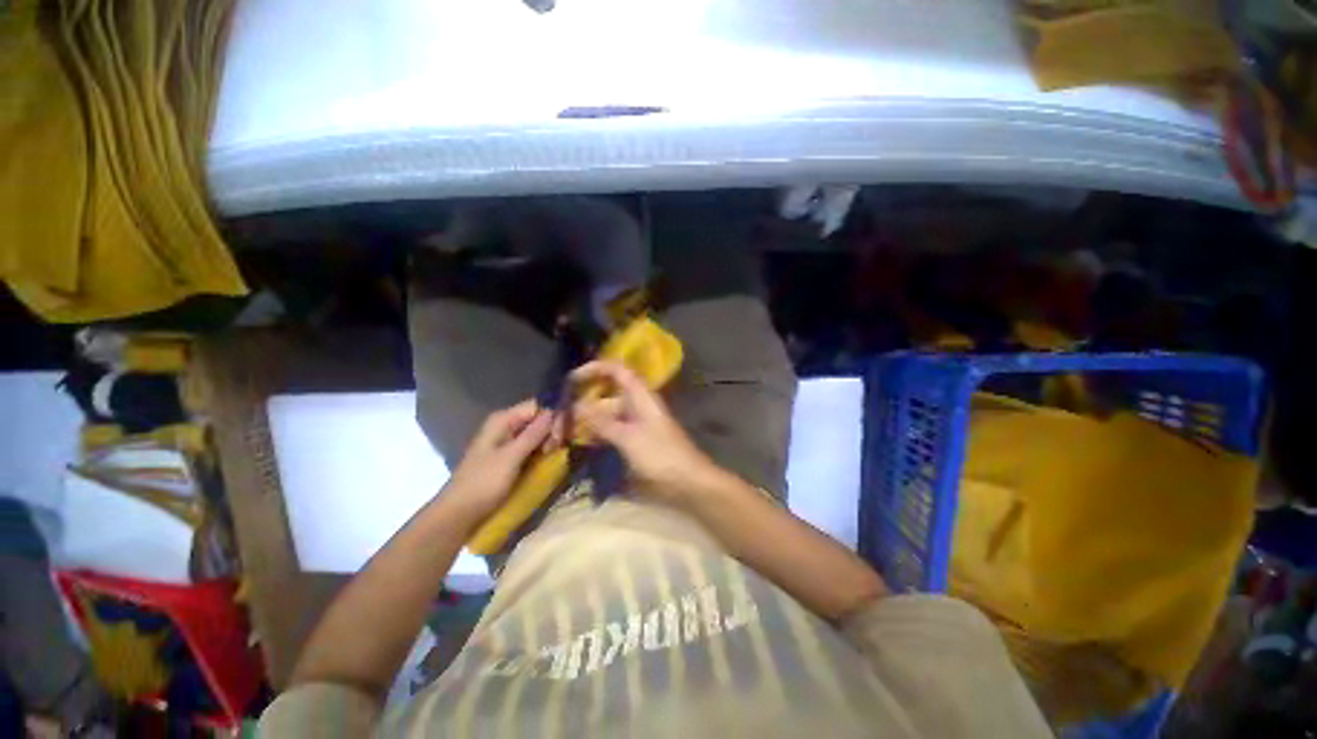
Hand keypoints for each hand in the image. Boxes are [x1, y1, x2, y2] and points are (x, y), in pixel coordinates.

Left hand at [442, 400, 552, 521]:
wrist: (459, 514)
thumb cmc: (483, 483)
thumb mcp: (511, 457)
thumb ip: (533, 434)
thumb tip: (554, 412)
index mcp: (502, 420)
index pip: (536, 406)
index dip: (552, 416)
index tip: (563, 433)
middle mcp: (505, 426)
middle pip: (537, 418)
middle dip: (552, 429)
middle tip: (558, 447)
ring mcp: (507, 441)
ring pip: (536, 433)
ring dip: (548, 441)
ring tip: (554, 454)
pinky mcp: (509, 456)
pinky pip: (531, 446)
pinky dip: (541, 450)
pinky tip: (548, 458)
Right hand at [566, 361, 720, 502]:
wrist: (688, 482)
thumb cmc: (660, 455)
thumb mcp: (628, 438)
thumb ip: (602, 422)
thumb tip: (577, 407)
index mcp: (640, 396)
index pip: (617, 370)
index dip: (595, 369)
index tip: (572, 379)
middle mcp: (637, 405)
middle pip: (608, 394)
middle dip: (585, 400)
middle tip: (562, 413)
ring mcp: (637, 423)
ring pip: (608, 414)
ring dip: (589, 420)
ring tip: (565, 431)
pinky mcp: (636, 440)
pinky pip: (612, 430)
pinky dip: (598, 434)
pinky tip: (582, 443)